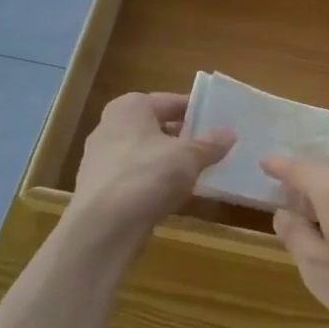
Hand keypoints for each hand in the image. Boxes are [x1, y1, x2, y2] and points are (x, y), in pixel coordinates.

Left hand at [73, 92, 233, 233]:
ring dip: (168, 162)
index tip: (218, 123)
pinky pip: (135, 177)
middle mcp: (110, 126)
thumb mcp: (189, 157)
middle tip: (211, 148)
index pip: (171, 101)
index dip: (196, 111)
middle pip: (156, 127)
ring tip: (196, 173)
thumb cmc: (148, 175)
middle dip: (182, 137)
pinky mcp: (99, 188)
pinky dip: (153, 182)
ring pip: (145, 154)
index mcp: (130, 108)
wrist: (104, 226)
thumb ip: (210, 143)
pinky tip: (172, 196)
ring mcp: (100, 159)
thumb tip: (229, 133)